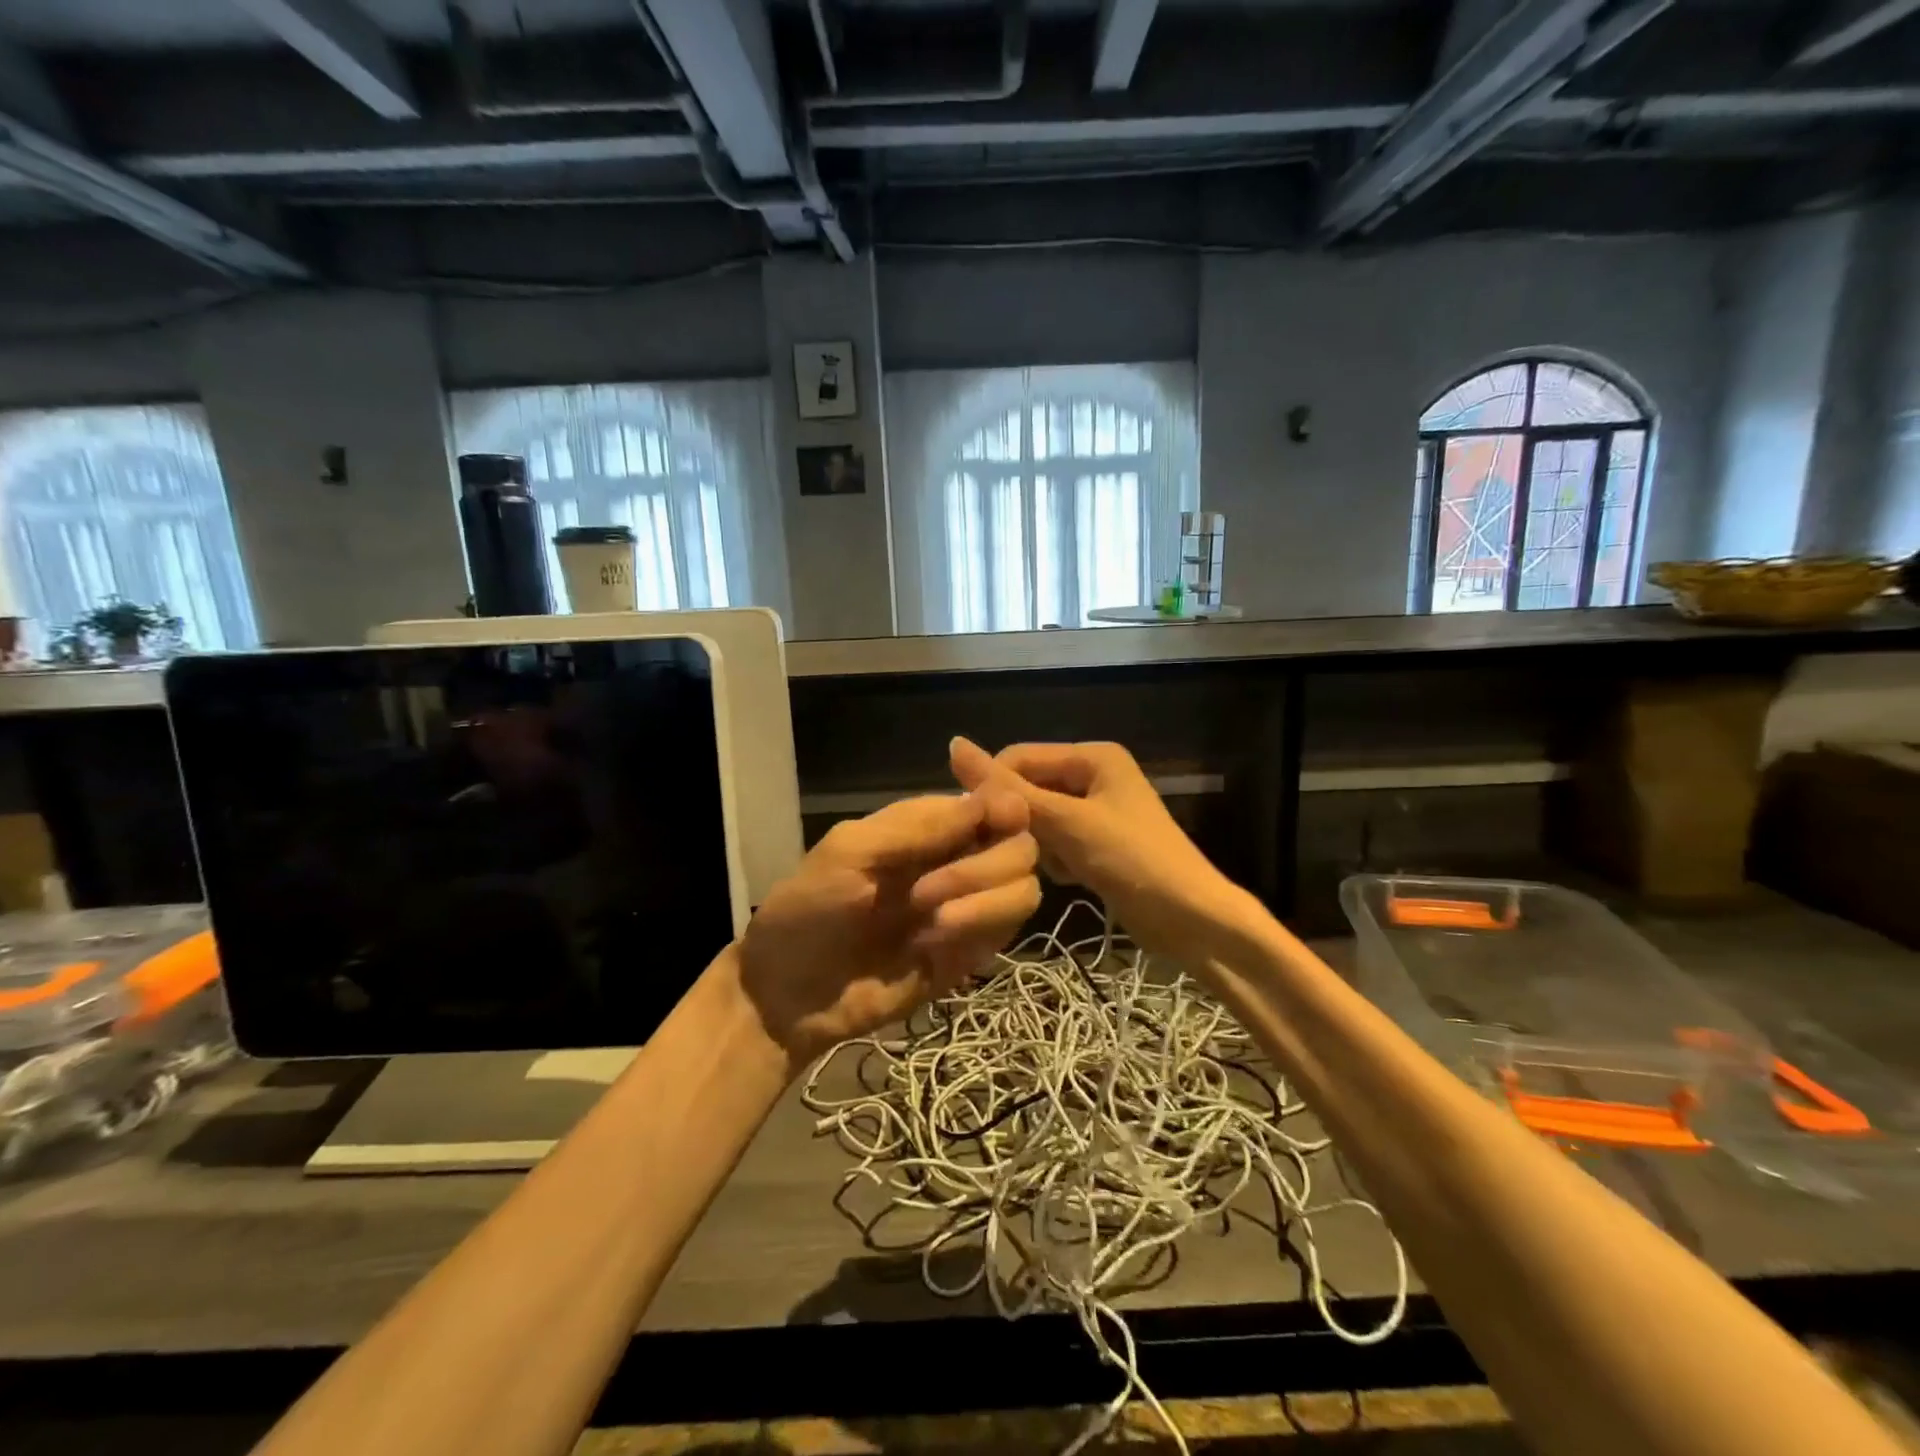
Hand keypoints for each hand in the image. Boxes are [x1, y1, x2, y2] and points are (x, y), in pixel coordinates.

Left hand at [739, 789, 1040, 1062]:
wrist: (788, 996)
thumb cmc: (808, 909)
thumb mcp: (851, 853)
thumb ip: (921, 826)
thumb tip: (993, 796)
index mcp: (928, 827)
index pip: (993, 802)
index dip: (1006, 806)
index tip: (1001, 820)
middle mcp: (957, 860)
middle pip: (1020, 846)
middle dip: (983, 866)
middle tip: (925, 893)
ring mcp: (968, 908)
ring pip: (1024, 888)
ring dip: (986, 900)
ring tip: (931, 922)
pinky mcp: (969, 953)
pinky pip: (1006, 932)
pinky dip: (979, 929)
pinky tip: (933, 944)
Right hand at [949, 736, 1247, 955]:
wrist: (1192, 921)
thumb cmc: (1133, 861)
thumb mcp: (1068, 822)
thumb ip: (1010, 789)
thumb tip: (953, 743)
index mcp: (1092, 756)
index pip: (1018, 757)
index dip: (994, 788)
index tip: (974, 827)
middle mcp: (1093, 775)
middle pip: (1029, 788)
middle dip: (1018, 820)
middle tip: (1008, 853)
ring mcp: (1096, 811)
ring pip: (1038, 818)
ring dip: (1036, 843)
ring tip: (1052, 866)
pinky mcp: (1097, 844)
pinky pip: (1055, 841)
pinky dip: (1054, 859)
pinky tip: (1069, 878)